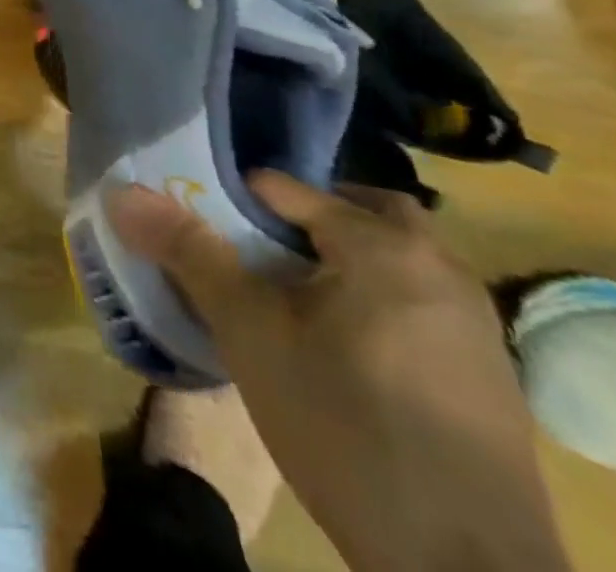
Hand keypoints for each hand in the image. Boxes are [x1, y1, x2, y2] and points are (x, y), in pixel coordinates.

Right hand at [108, 174, 569, 571]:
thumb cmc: (346, 428)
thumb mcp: (249, 333)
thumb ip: (188, 253)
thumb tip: (122, 192)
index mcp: (383, 245)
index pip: (286, 188)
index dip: (233, 202)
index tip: (204, 232)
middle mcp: (440, 268)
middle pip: (360, 211)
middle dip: (306, 218)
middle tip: (257, 248)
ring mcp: (476, 324)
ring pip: (396, 258)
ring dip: (345, 259)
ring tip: (291, 298)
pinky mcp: (492, 377)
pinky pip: (421, 304)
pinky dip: (379, 301)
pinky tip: (344, 351)